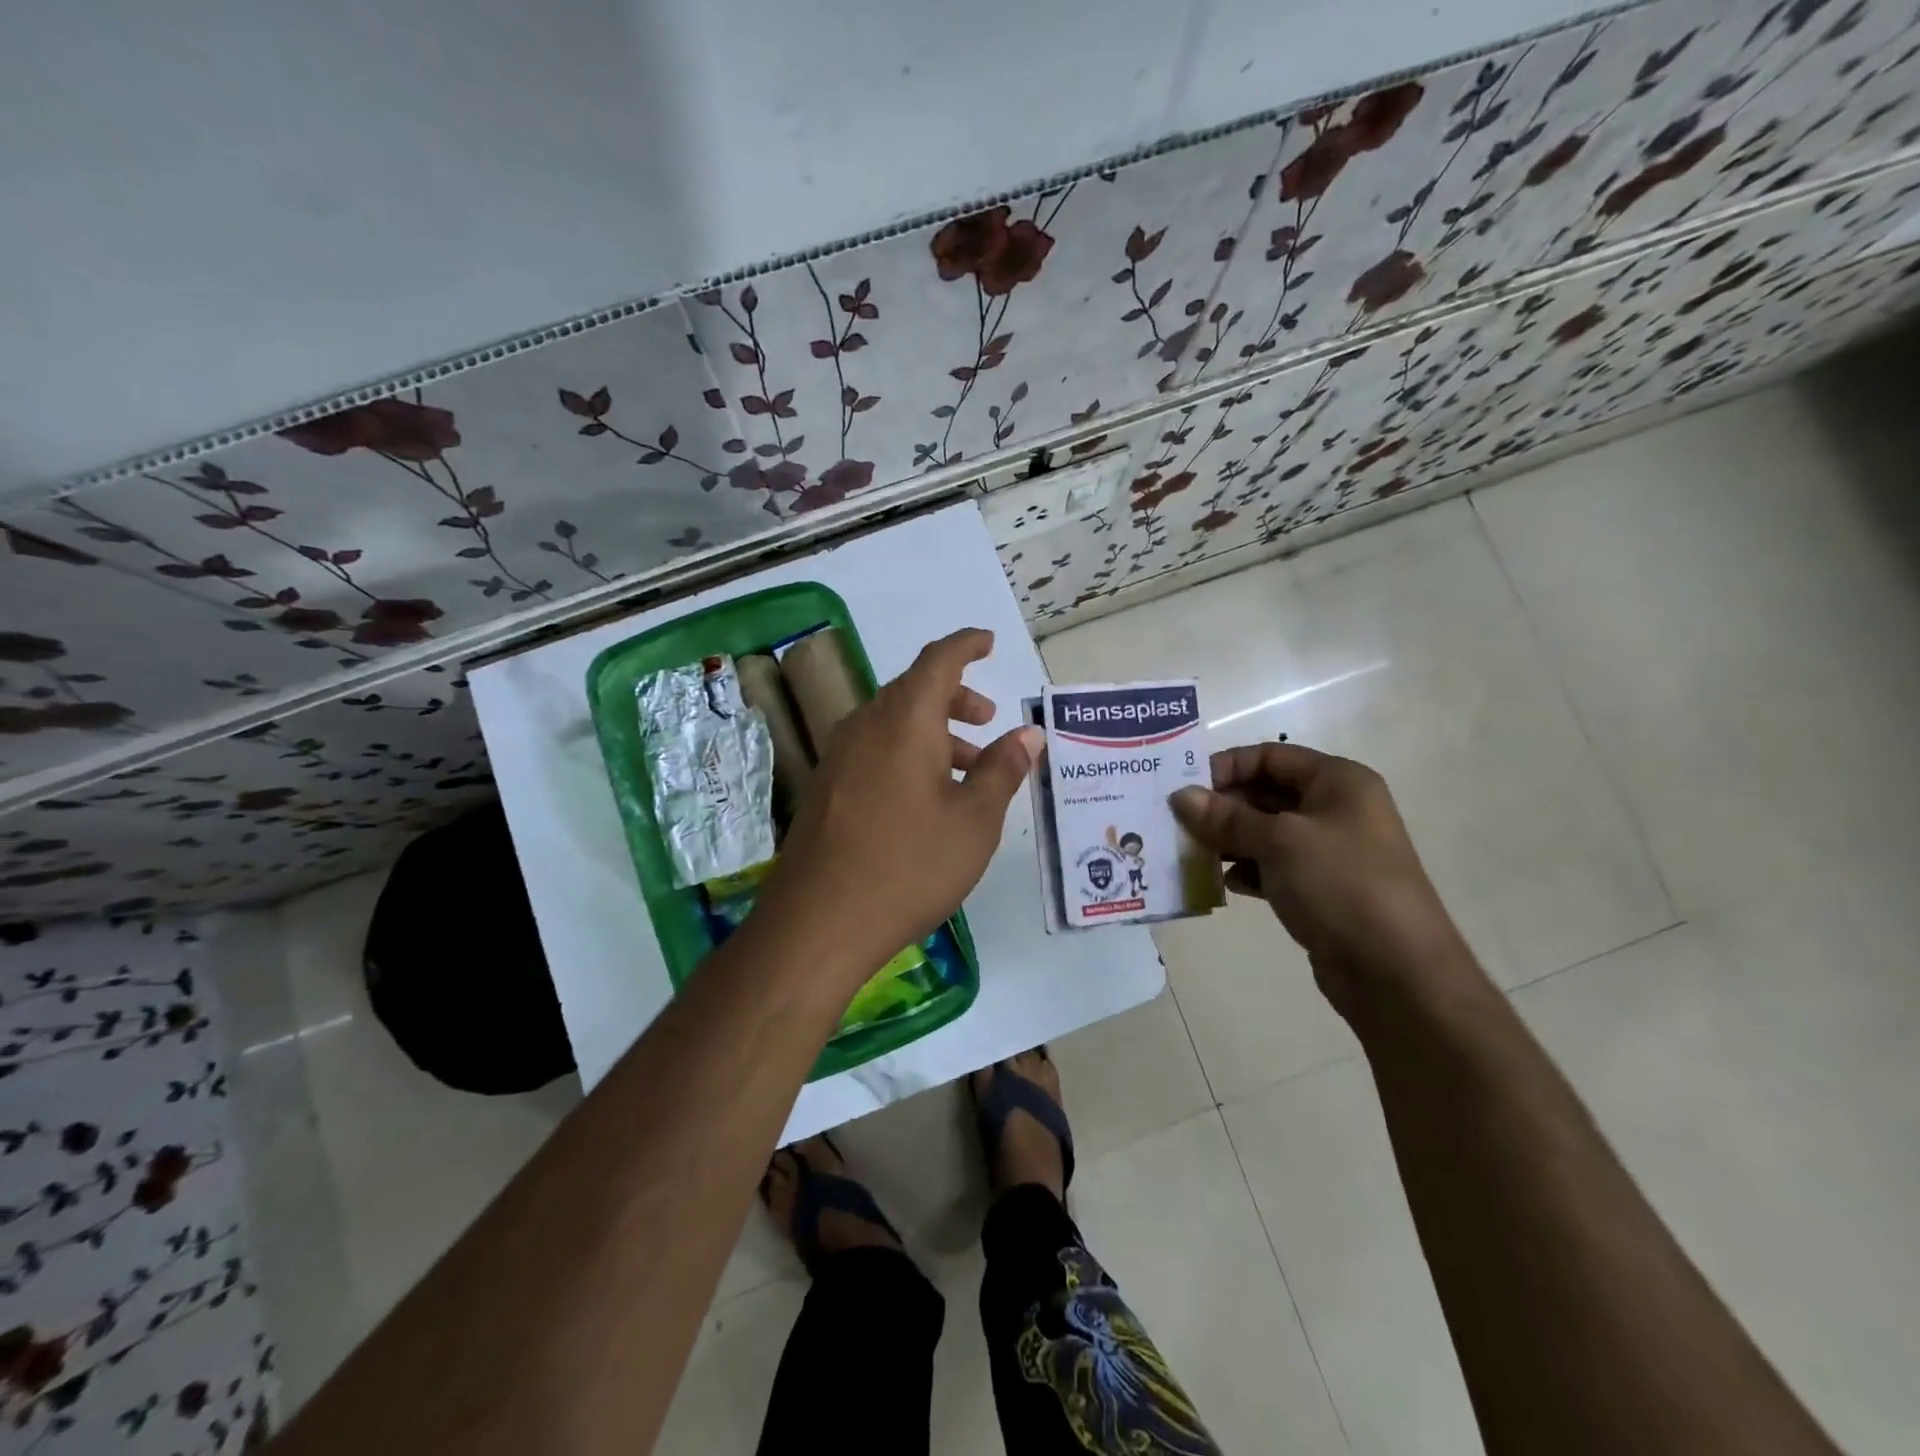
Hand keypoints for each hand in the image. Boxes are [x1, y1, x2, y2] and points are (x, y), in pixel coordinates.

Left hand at [751, 628, 1041, 992]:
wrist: (818, 922)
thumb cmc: (909, 865)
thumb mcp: (974, 821)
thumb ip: (1002, 770)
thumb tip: (1027, 734)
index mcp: (904, 720)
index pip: (937, 660)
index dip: (966, 646)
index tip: (987, 642)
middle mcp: (865, 726)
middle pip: (913, 691)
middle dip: (955, 698)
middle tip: (987, 720)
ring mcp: (838, 758)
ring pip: (892, 724)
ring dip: (933, 732)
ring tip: (967, 768)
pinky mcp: (824, 789)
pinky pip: (873, 751)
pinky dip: (906, 755)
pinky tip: (924, 797)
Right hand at [1171, 743, 1473, 1010]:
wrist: (1396, 971)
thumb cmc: (1341, 885)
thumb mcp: (1279, 842)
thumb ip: (1226, 818)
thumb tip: (1180, 796)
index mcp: (1338, 782)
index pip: (1270, 756)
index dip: (1226, 766)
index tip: (1185, 788)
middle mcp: (1336, 809)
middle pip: (1265, 793)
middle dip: (1221, 807)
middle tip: (1177, 823)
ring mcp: (1330, 851)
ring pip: (1266, 833)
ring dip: (1228, 840)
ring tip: (1191, 854)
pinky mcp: (1321, 889)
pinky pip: (1273, 867)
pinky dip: (1247, 870)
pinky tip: (1223, 883)